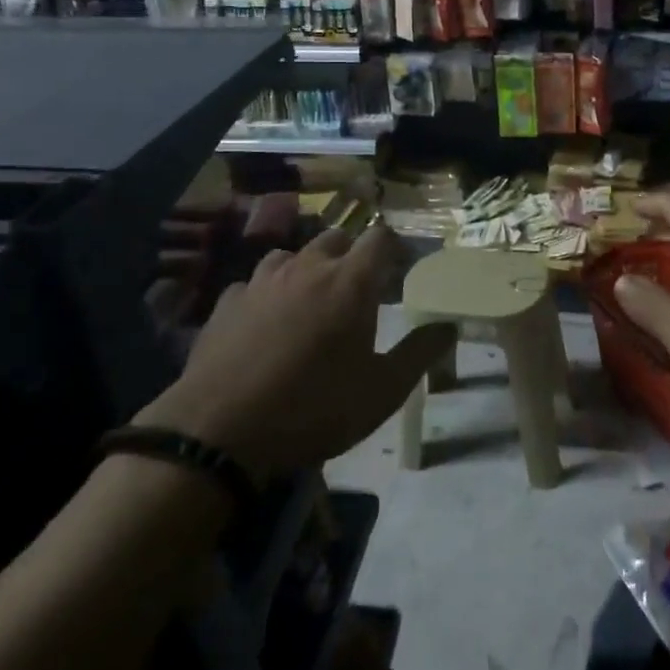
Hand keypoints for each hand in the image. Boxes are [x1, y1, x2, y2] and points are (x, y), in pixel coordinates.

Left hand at [135, 224, 453, 475]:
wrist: (219, 432)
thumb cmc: (315, 409)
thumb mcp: (382, 391)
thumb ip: (420, 353)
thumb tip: (449, 326)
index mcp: (351, 282)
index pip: (380, 237)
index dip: (393, 246)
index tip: (399, 267)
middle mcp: (308, 267)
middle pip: (336, 238)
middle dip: (351, 255)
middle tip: (357, 290)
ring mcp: (262, 281)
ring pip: (291, 255)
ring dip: (307, 268)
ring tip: (309, 301)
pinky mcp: (226, 302)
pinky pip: (254, 283)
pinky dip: (267, 293)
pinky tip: (264, 322)